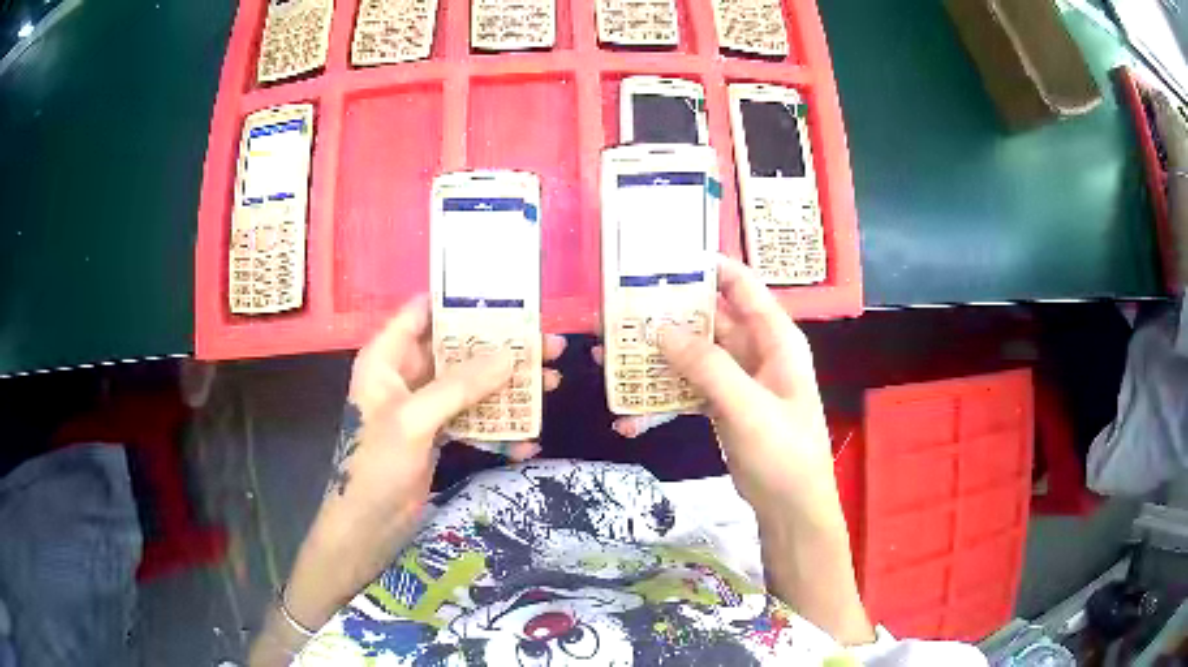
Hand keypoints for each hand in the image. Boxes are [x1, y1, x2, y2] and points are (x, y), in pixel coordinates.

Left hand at [337, 294, 562, 516]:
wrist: (368, 525)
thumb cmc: (377, 465)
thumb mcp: (414, 420)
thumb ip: (459, 386)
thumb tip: (510, 355)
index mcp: (387, 357)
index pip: (423, 312)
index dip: (461, 301)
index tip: (508, 298)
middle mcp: (405, 374)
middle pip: (458, 349)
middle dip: (502, 348)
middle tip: (548, 345)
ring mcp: (424, 406)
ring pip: (471, 384)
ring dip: (508, 387)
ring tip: (553, 383)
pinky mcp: (438, 433)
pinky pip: (473, 419)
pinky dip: (498, 428)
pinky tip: (528, 441)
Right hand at [606, 256, 835, 517]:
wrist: (790, 507)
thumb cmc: (783, 452)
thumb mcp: (748, 407)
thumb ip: (708, 366)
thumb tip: (660, 329)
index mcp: (775, 339)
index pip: (742, 286)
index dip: (708, 267)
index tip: (663, 260)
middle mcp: (756, 351)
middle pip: (710, 318)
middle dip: (670, 313)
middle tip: (621, 308)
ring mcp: (738, 379)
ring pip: (695, 353)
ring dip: (659, 354)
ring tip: (613, 352)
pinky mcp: (722, 405)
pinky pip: (689, 386)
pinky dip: (663, 393)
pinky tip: (630, 407)